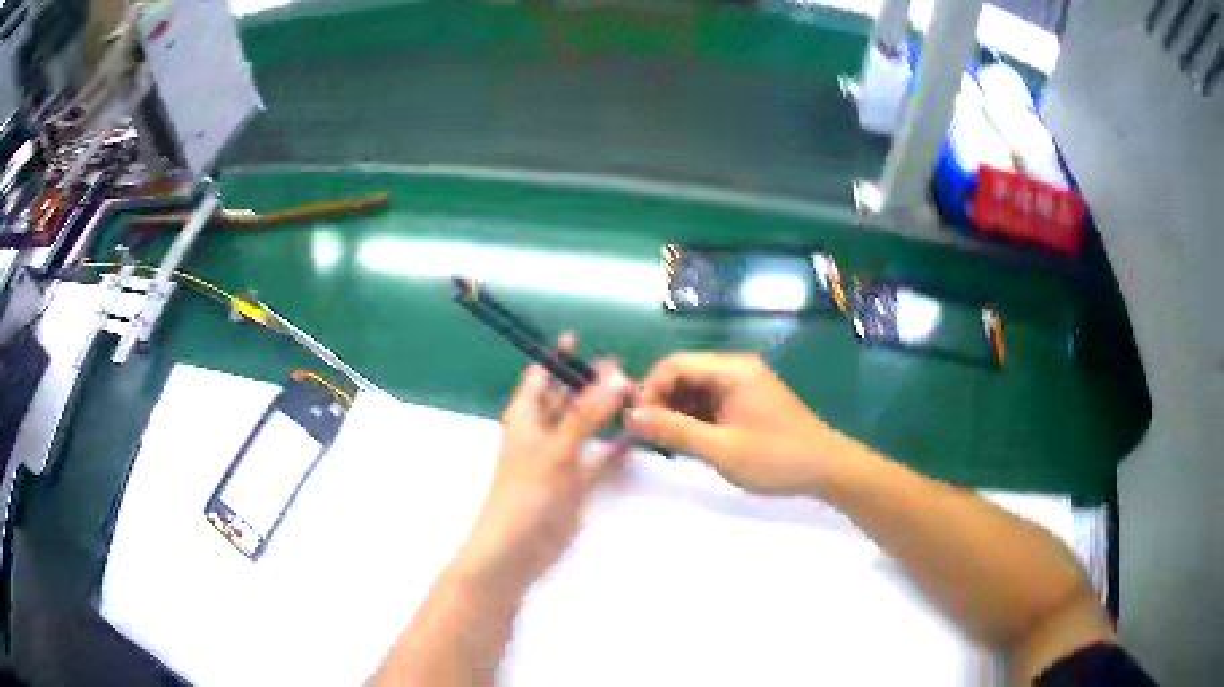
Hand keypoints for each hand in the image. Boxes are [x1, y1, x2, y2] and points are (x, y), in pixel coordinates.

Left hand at [453, 333, 632, 595]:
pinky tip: (635, 438)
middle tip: (623, 366)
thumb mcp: (556, 448)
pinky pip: (597, 459)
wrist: (516, 549)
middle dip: (589, 382)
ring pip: (584, 427)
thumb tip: (616, 376)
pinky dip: (613, 449)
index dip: (557, 358)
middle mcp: (541, 432)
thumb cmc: (527, 492)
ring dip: (603, 413)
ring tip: (634, 395)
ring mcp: (559, 458)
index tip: (578, 337)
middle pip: (566, 398)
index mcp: (526, 416)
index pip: (540, 376)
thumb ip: (586, 414)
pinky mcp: (574, 483)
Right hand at [626, 352, 842, 495]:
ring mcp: (744, 386)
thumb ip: (676, 431)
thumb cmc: (776, 458)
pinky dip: (694, 419)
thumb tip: (632, 416)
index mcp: (732, 370)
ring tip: (664, 443)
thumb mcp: (721, 449)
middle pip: (684, 375)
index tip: (636, 422)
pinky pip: (711, 403)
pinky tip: (688, 442)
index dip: (649, 389)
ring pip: (695, 390)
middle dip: (660, 401)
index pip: (675, 364)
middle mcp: (737, 369)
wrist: (827, 469)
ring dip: (676, 412)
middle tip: (646, 436)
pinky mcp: (748, 403)